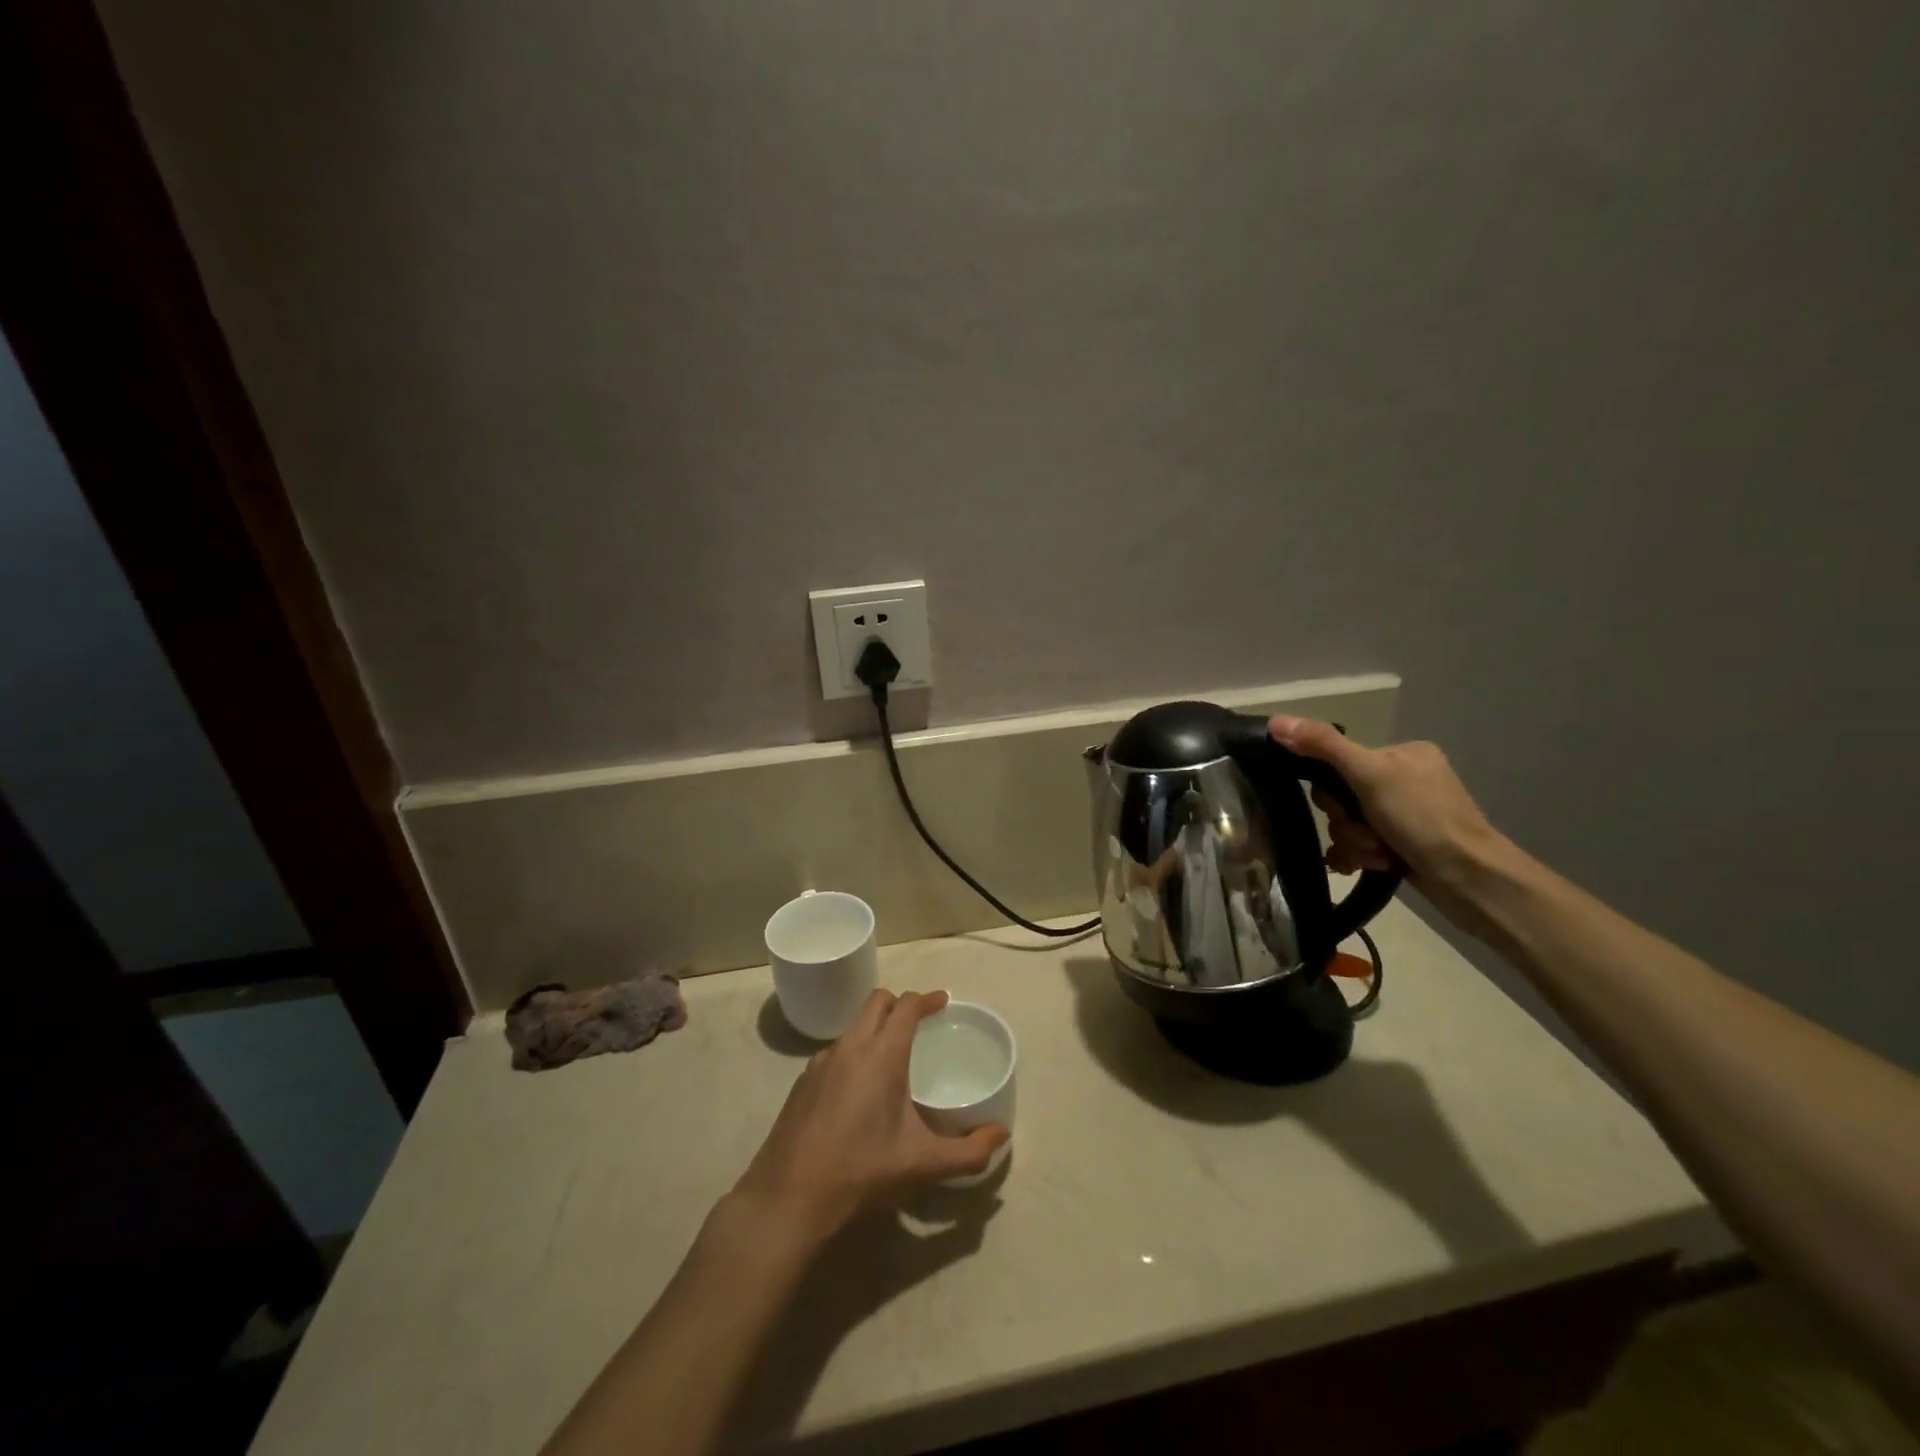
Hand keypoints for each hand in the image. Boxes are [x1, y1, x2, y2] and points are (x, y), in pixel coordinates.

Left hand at [730, 990, 1008, 1242]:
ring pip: (853, 1026)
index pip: (906, 1005)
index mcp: (881, 1054)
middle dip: (900, 1004)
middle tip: (920, 1024)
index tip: (943, 1002)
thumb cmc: (861, 1172)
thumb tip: (1002, 1137)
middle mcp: (850, 1046)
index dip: (927, 999)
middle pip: (877, 1002)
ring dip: (875, 1028)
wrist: (788, 1199)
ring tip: (892, 1057)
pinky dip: (853, 1053)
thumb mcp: (922, 1164)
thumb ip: (968, 1152)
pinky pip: (835, 1051)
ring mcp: (821, 1062)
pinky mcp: (802, 1082)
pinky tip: (858, 1090)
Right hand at [1268, 716, 1509, 901]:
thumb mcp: (1368, 774)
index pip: (1338, 762)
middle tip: (1367, 833)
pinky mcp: (1404, 846)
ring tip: (1379, 854)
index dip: (1331, 788)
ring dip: (1355, 843)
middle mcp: (1404, 780)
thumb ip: (1322, 745)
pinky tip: (1374, 865)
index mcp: (1401, 754)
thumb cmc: (1423, 818)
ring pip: (1349, 824)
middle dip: (1347, 822)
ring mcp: (1405, 815)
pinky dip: (1361, 856)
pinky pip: (1361, 845)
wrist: (1470, 880)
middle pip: (1341, 797)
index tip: (1344, 804)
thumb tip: (1275, 721)